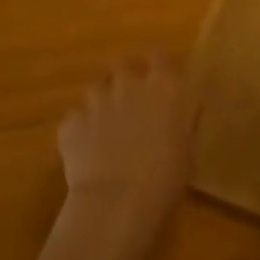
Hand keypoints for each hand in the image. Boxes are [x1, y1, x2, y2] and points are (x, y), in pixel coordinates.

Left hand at [53, 56, 195, 259]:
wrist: (118, 202)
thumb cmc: (166, 177)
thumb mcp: (189, 148)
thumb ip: (184, 121)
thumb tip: (184, 110)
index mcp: (165, 85)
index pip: (160, 56)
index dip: (159, 66)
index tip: (161, 79)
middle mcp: (130, 83)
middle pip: (124, 64)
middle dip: (125, 78)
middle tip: (131, 100)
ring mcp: (97, 100)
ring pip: (97, 87)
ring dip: (102, 100)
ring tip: (105, 125)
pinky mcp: (71, 121)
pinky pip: (75, 117)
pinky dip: (80, 128)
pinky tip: (85, 148)